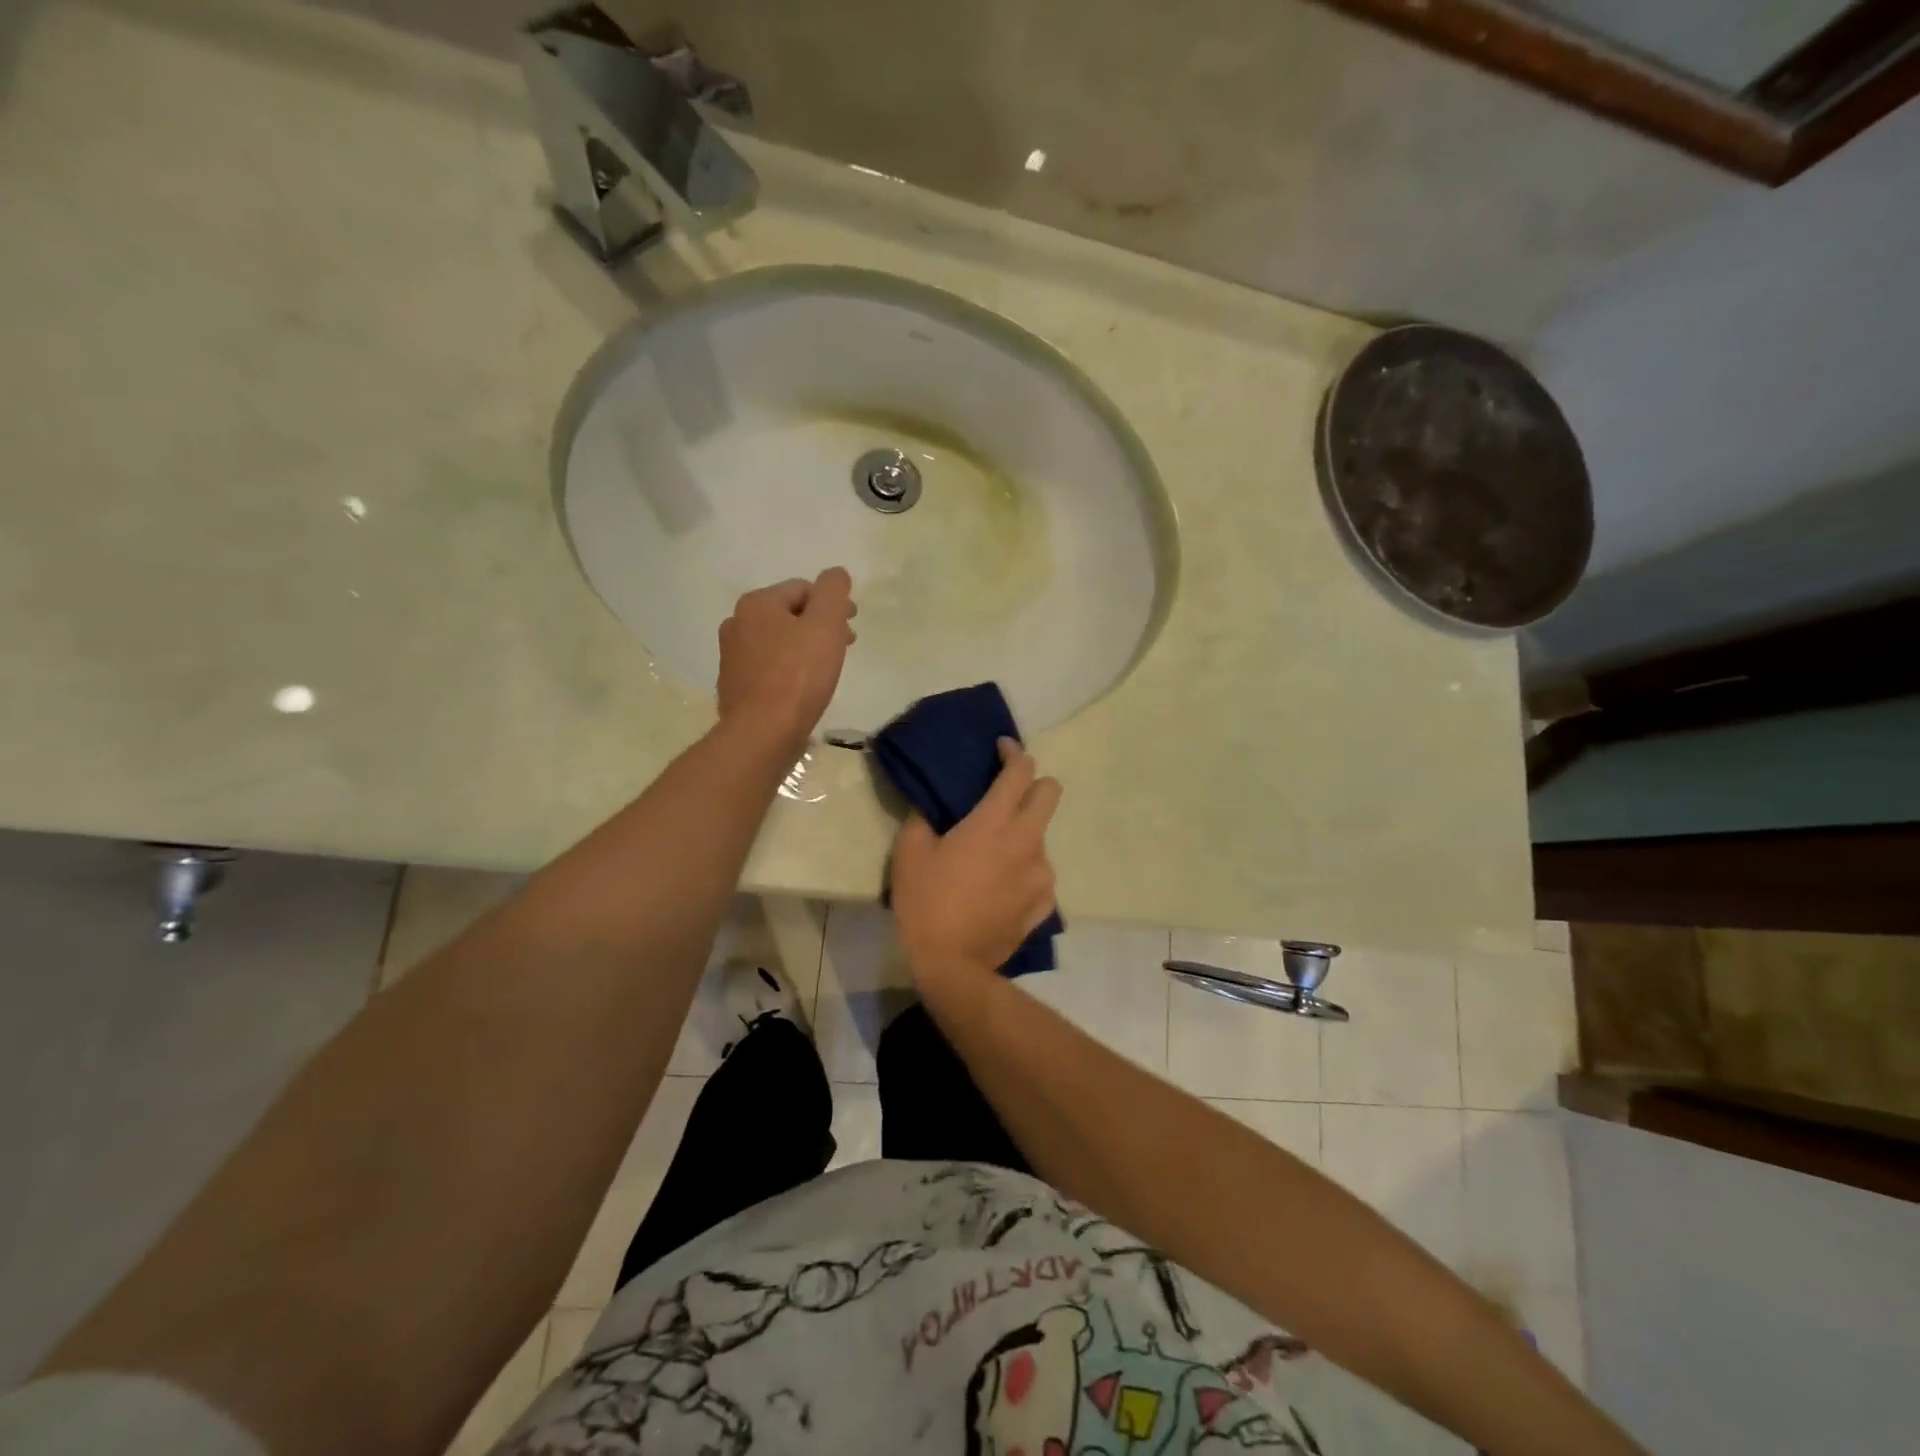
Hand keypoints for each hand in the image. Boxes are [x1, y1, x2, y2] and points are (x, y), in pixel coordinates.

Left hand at [716, 568, 856, 750]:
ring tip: (824, 671)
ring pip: (778, 642)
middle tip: (843, 648)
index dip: (833, 605)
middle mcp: (736, 623)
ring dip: (803, 648)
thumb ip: (833, 592)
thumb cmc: (798, 676)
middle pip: (789, 615)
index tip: (851, 629)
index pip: (803, 589)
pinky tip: (801, 690)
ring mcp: (731, 656)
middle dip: (819, 627)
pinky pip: (768, 668)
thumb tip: (836, 573)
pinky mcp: (734, 686)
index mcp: (756, 603)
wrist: (762, 733)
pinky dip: (787, 671)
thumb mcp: (825, 625)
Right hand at [891, 738, 1062, 987]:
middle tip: (1007, 794)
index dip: (1013, 752)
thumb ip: (923, 818)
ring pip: (1042, 837)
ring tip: (995, 854)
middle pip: (1051, 792)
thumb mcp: (910, 853)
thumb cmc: (927, 902)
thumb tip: (932, 807)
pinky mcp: (1044, 903)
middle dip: (1033, 783)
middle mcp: (1028, 841)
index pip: (1020, 770)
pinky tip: (1002, 886)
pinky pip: (1040, 874)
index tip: (1001, 749)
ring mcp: (1042, 873)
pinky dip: (1024, 871)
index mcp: (995, 822)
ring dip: (1023, 834)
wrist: (952, 964)